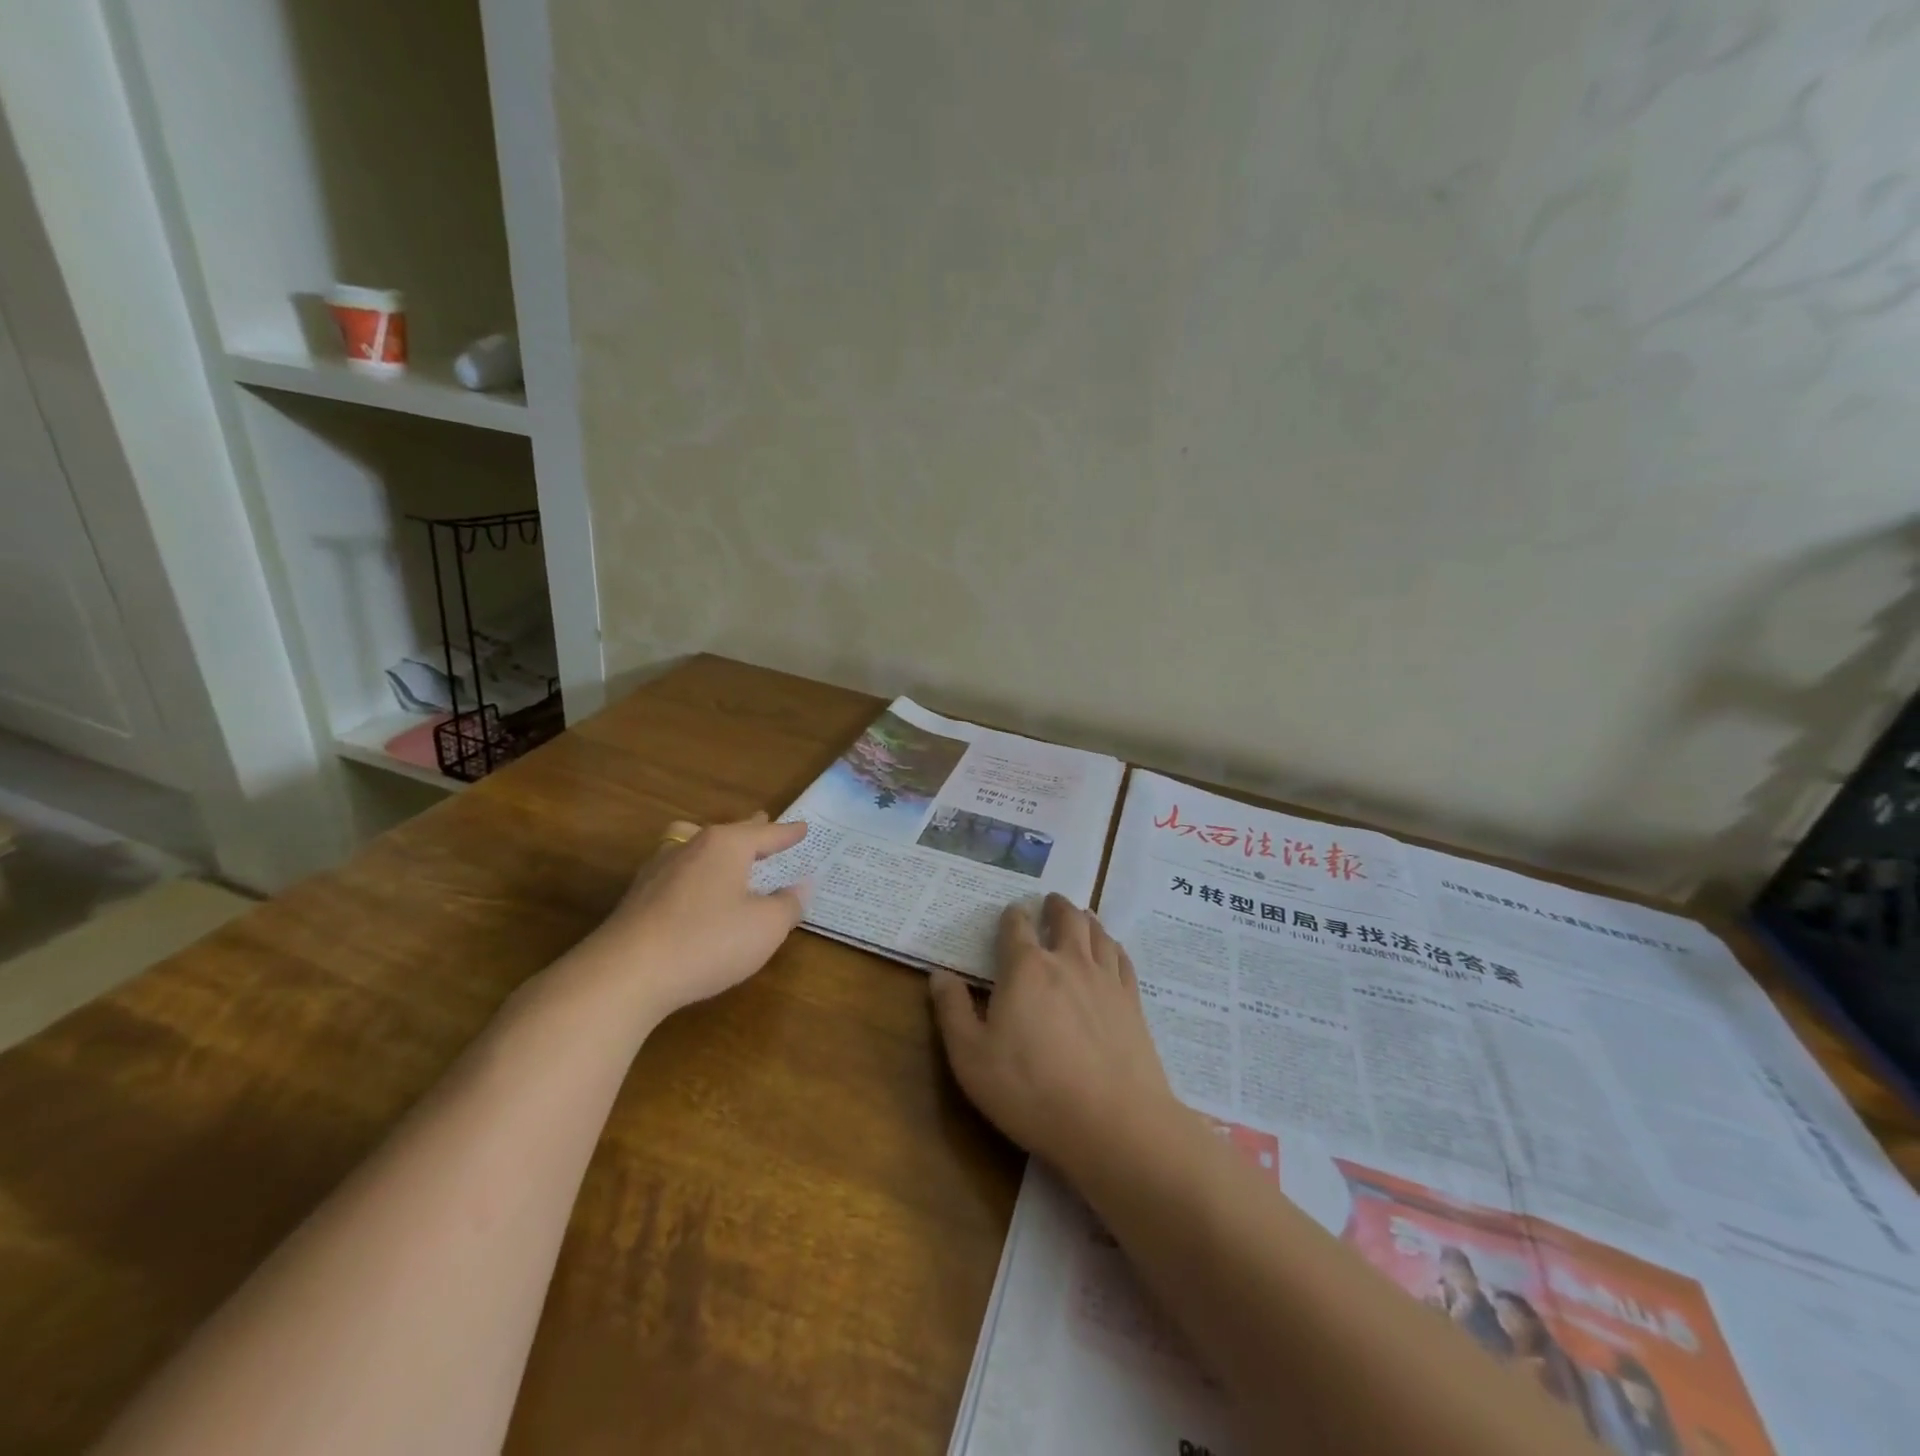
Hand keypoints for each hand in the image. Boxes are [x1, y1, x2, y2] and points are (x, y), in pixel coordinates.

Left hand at [580, 813, 809, 1025]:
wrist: (625, 974)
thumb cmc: (707, 942)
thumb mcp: (765, 928)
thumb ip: (788, 905)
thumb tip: (801, 886)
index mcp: (727, 845)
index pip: (766, 834)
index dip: (787, 834)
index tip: (803, 828)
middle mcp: (692, 846)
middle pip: (729, 832)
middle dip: (751, 830)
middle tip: (765, 823)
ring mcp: (660, 869)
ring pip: (696, 845)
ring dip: (716, 847)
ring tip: (726, 851)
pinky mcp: (639, 896)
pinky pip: (678, 871)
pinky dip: (695, 872)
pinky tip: (695, 889)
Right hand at [930, 894, 1177, 1175]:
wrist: (1112, 1123)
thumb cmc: (1031, 1090)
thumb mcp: (971, 1057)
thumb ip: (952, 1011)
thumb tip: (939, 975)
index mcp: (1026, 968)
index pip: (1016, 926)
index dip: (1011, 916)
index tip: (1010, 914)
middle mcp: (1068, 961)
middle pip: (1065, 918)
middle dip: (1055, 906)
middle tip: (1050, 901)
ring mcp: (1105, 979)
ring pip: (1098, 932)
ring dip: (1086, 918)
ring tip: (1081, 915)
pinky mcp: (1133, 1002)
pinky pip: (1123, 959)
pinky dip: (1113, 945)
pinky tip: (1112, 950)